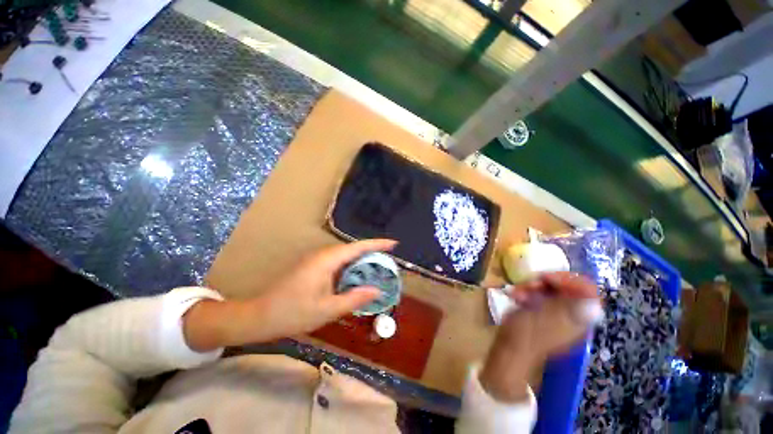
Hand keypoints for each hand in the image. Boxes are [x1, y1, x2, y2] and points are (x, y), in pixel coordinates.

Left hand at [183, 239, 396, 351]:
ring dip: (362, 259)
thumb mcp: (327, 310)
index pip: (357, 247)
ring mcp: (317, 260)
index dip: (377, 244)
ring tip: (379, 267)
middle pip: (353, 249)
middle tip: (390, 260)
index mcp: (327, 260)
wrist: (259, 316)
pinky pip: (338, 262)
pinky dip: (351, 266)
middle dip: (372, 252)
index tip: (394, 244)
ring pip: (346, 255)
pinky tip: (357, 276)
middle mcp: (323, 255)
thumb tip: (377, 290)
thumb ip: (354, 299)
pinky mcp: (313, 267)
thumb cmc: (292, 313)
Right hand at [479, 272, 599, 401]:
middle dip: (546, 282)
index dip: (569, 280)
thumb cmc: (526, 333)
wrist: (510, 350)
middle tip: (529, 283)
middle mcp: (572, 315)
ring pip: (551, 290)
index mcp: (578, 318)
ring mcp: (556, 314)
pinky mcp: (543, 313)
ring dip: (533, 286)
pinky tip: (516, 296)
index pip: (587, 291)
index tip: (547, 278)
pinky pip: (540, 296)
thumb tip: (595, 301)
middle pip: (567, 287)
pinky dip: (528, 293)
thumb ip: (568, 308)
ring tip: (518, 291)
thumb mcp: (545, 318)